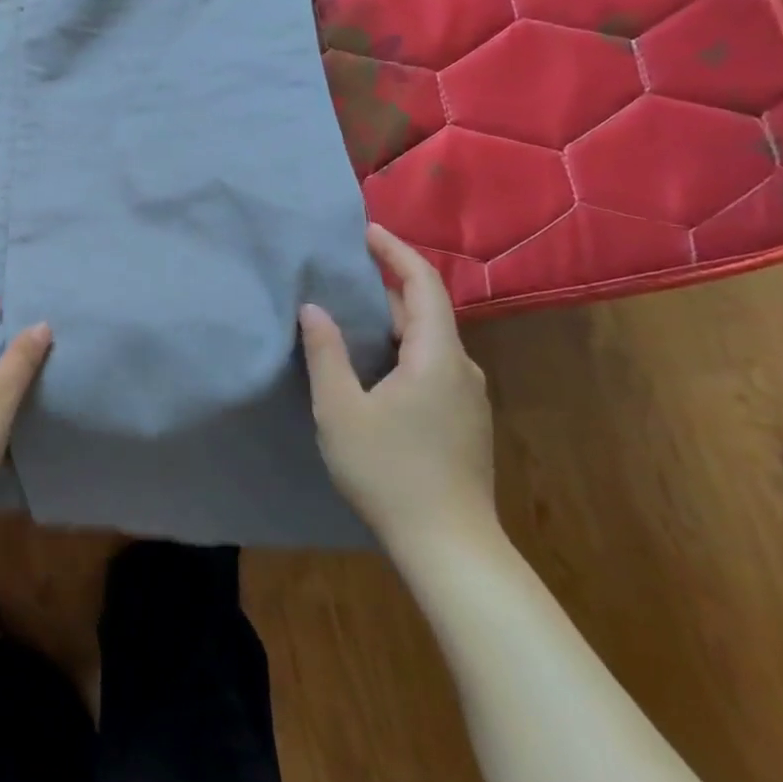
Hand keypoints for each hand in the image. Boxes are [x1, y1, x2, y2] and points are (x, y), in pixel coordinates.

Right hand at [299, 224, 495, 554]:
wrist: (451, 549)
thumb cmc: (389, 472)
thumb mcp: (340, 410)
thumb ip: (326, 353)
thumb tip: (314, 308)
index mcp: (436, 357)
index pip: (422, 285)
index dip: (395, 252)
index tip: (366, 232)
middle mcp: (461, 368)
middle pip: (427, 310)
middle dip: (388, 284)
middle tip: (344, 271)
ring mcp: (468, 397)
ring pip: (430, 340)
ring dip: (394, 319)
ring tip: (351, 314)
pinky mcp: (465, 420)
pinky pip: (433, 364)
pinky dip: (403, 347)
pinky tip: (374, 365)